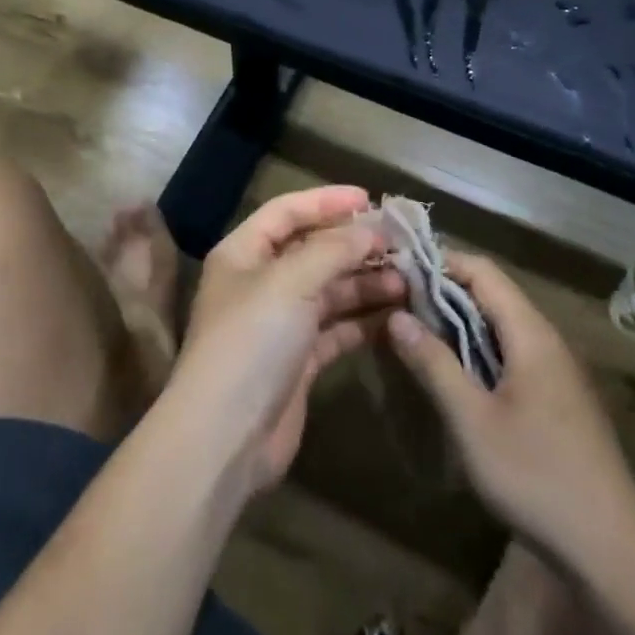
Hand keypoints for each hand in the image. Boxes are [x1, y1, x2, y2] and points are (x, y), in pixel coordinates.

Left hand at [169, 186, 405, 496]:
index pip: (287, 211)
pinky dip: (362, 320)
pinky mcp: (298, 360)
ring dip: (364, 282)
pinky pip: (336, 328)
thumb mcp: (290, 282)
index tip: (370, 199)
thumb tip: (370, 229)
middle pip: (312, 250)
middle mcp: (260, 282)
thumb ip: (332, 250)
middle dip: (354, 245)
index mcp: (244, 252)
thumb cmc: (252, 341)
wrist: (226, 435)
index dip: (327, 201)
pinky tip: (395, 314)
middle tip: (401, 244)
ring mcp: (280, 323)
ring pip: (329, 290)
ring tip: (407, 280)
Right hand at [386, 252, 634, 558]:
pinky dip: (477, 349)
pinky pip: (511, 353)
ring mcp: (556, 370)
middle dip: (443, 293)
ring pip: (500, 325)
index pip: (482, 271)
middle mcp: (547, 340)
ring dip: (458, 323)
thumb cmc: (537, 476)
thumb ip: (434, 363)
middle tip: (396, 305)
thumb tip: (396, 315)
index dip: (440, 263)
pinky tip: (454, 374)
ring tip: (416, 334)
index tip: (398, 272)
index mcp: (531, 334)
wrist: (613, 551)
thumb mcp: (472, 420)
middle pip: (492, 294)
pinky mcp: (557, 398)